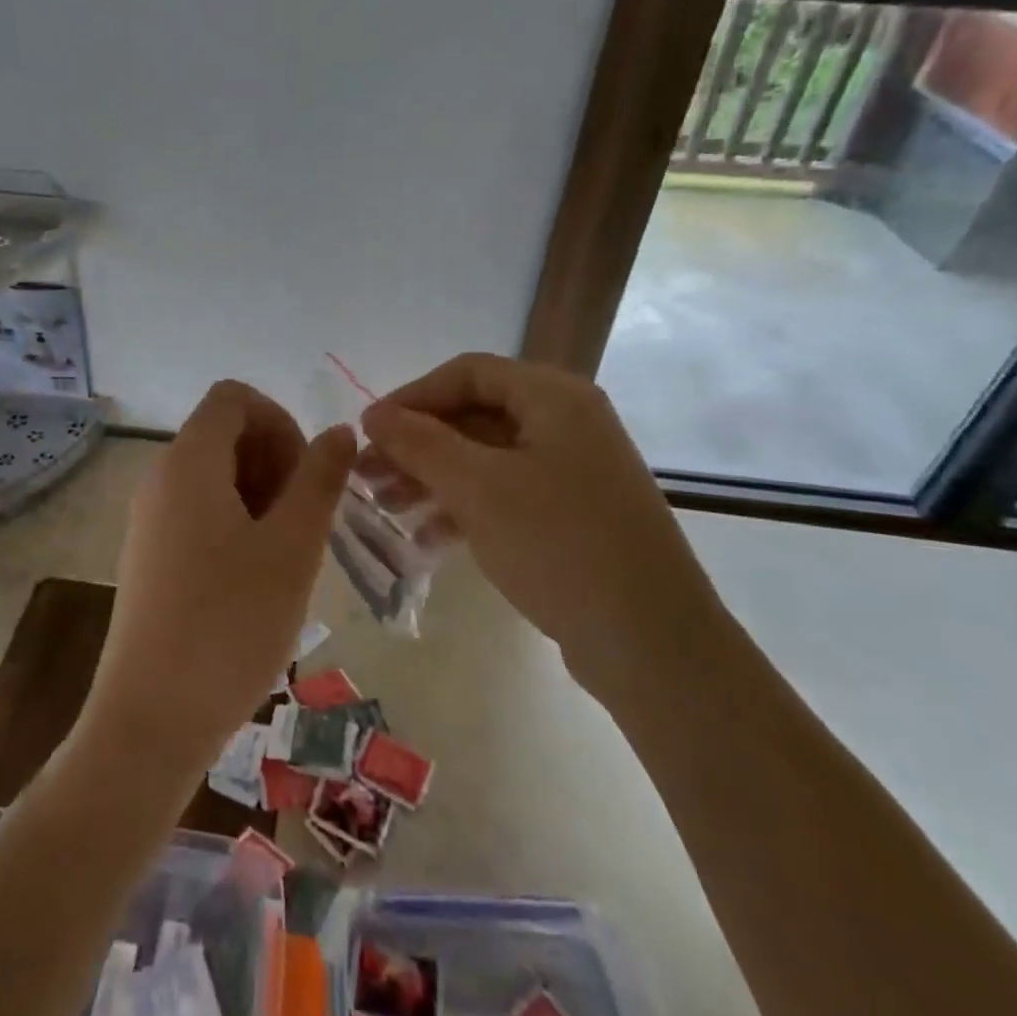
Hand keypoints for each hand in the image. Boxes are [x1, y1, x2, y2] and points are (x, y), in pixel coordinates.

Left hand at [82, 381, 355, 776]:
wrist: (151, 720)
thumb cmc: (230, 625)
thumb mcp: (292, 548)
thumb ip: (319, 479)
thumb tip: (339, 431)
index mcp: (189, 462)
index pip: (234, 398)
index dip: (280, 421)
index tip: (307, 475)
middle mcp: (160, 478)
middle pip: (224, 433)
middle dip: (275, 459)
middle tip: (304, 519)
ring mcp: (149, 519)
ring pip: (215, 475)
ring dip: (261, 495)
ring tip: (287, 553)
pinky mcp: (150, 556)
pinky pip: (199, 511)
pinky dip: (237, 522)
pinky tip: (257, 577)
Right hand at [359, 354, 716, 704]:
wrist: (651, 642)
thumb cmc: (559, 544)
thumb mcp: (478, 487)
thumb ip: (421, 443)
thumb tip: (374, 415)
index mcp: (554, 397)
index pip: (467, 373)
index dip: (412, 396)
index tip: (368, 430)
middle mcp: (567, 423)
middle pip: (473, 416)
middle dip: (416, 444)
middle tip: (366, 474)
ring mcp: (572, 471)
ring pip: (484, 458)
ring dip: (432, 478)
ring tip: (384, 507)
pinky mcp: (571, 515)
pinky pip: (504, 494)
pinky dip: (463, 508)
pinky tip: (425, 538)